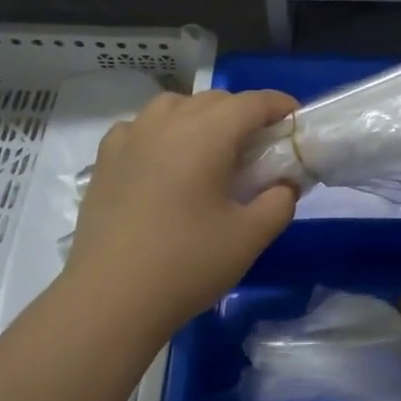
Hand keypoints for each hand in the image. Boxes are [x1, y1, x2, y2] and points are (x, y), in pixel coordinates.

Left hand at [61, 89, 298, 341]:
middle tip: (260, 146)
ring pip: (173, 106)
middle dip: (243, 114)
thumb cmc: (187, 263)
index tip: (295, 120)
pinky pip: (140, 128)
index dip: (279, 105)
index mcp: (205, 135)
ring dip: (201, 117)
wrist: (111, 298)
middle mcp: (166, 124)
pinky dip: (161, 132)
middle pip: (213, 101)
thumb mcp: (250, 237)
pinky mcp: (105, 161)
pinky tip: (164, 161)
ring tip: (211, 149)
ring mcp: (130, 139)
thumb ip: (279, 202)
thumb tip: (284, 184)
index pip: (250, 102)